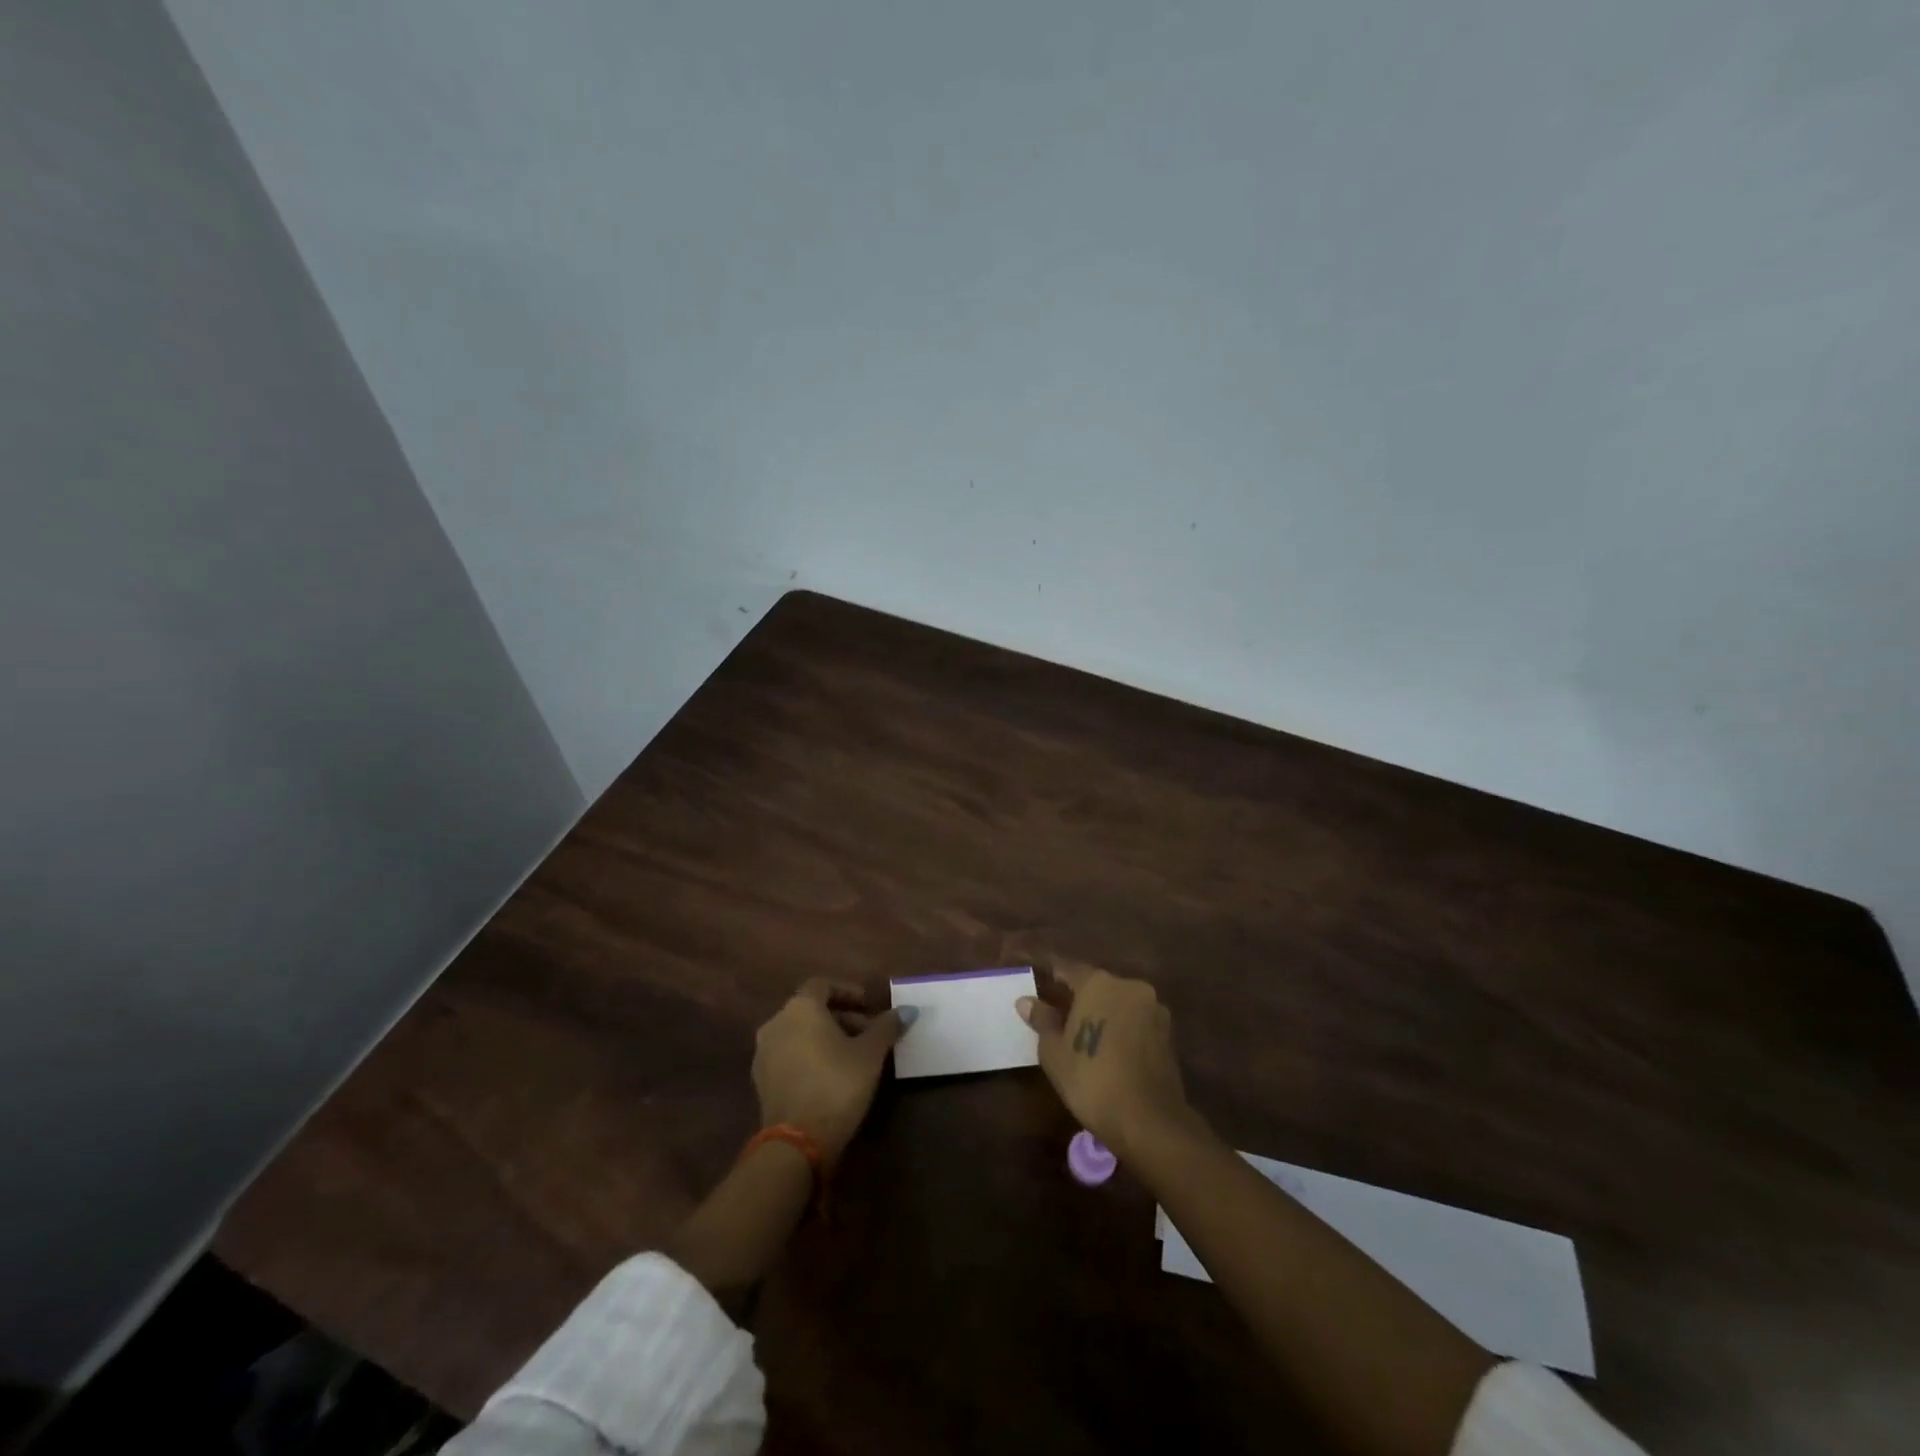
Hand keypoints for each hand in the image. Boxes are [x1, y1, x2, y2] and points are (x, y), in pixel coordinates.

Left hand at [753, 978, 908, 1165]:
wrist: (796, 1143)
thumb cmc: (836, 1084)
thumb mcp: (870, 1054)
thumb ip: (887, 1027)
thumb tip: (908, 1011)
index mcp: (800, 1008)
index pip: (822, 984)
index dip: (847, 991)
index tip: (868, 1004)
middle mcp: (776, 1023)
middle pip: (811, 1009)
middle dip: (842, 1017)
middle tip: (869, 1033)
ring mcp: (764, 1053)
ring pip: (800, 1033)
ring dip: (826, 1037)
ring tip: (854, 1055)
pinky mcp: (762, 1081)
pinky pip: (789, 1054)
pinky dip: (810, 1055)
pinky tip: (832, 1074)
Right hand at [1016, 960, 1194, 1160]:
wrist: (1149, 1120)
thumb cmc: (1091, 1080)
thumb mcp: (1054, 1052)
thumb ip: (1042, 1020)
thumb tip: (1026, 1000)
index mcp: (1098, 983)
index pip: (1068, 969)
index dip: (1053, 975)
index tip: (1040, 982)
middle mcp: (1129, 986)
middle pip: (1098, 984)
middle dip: (1081, 997)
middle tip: (1062, 1016)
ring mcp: (1153, 1008)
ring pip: (1120, 1002)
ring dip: (1105, 1013)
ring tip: (1088, 1036)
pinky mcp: (1168, 1032)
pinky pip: (1137, 1021)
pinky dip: (1123, 1029)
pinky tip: (1112, 1049)